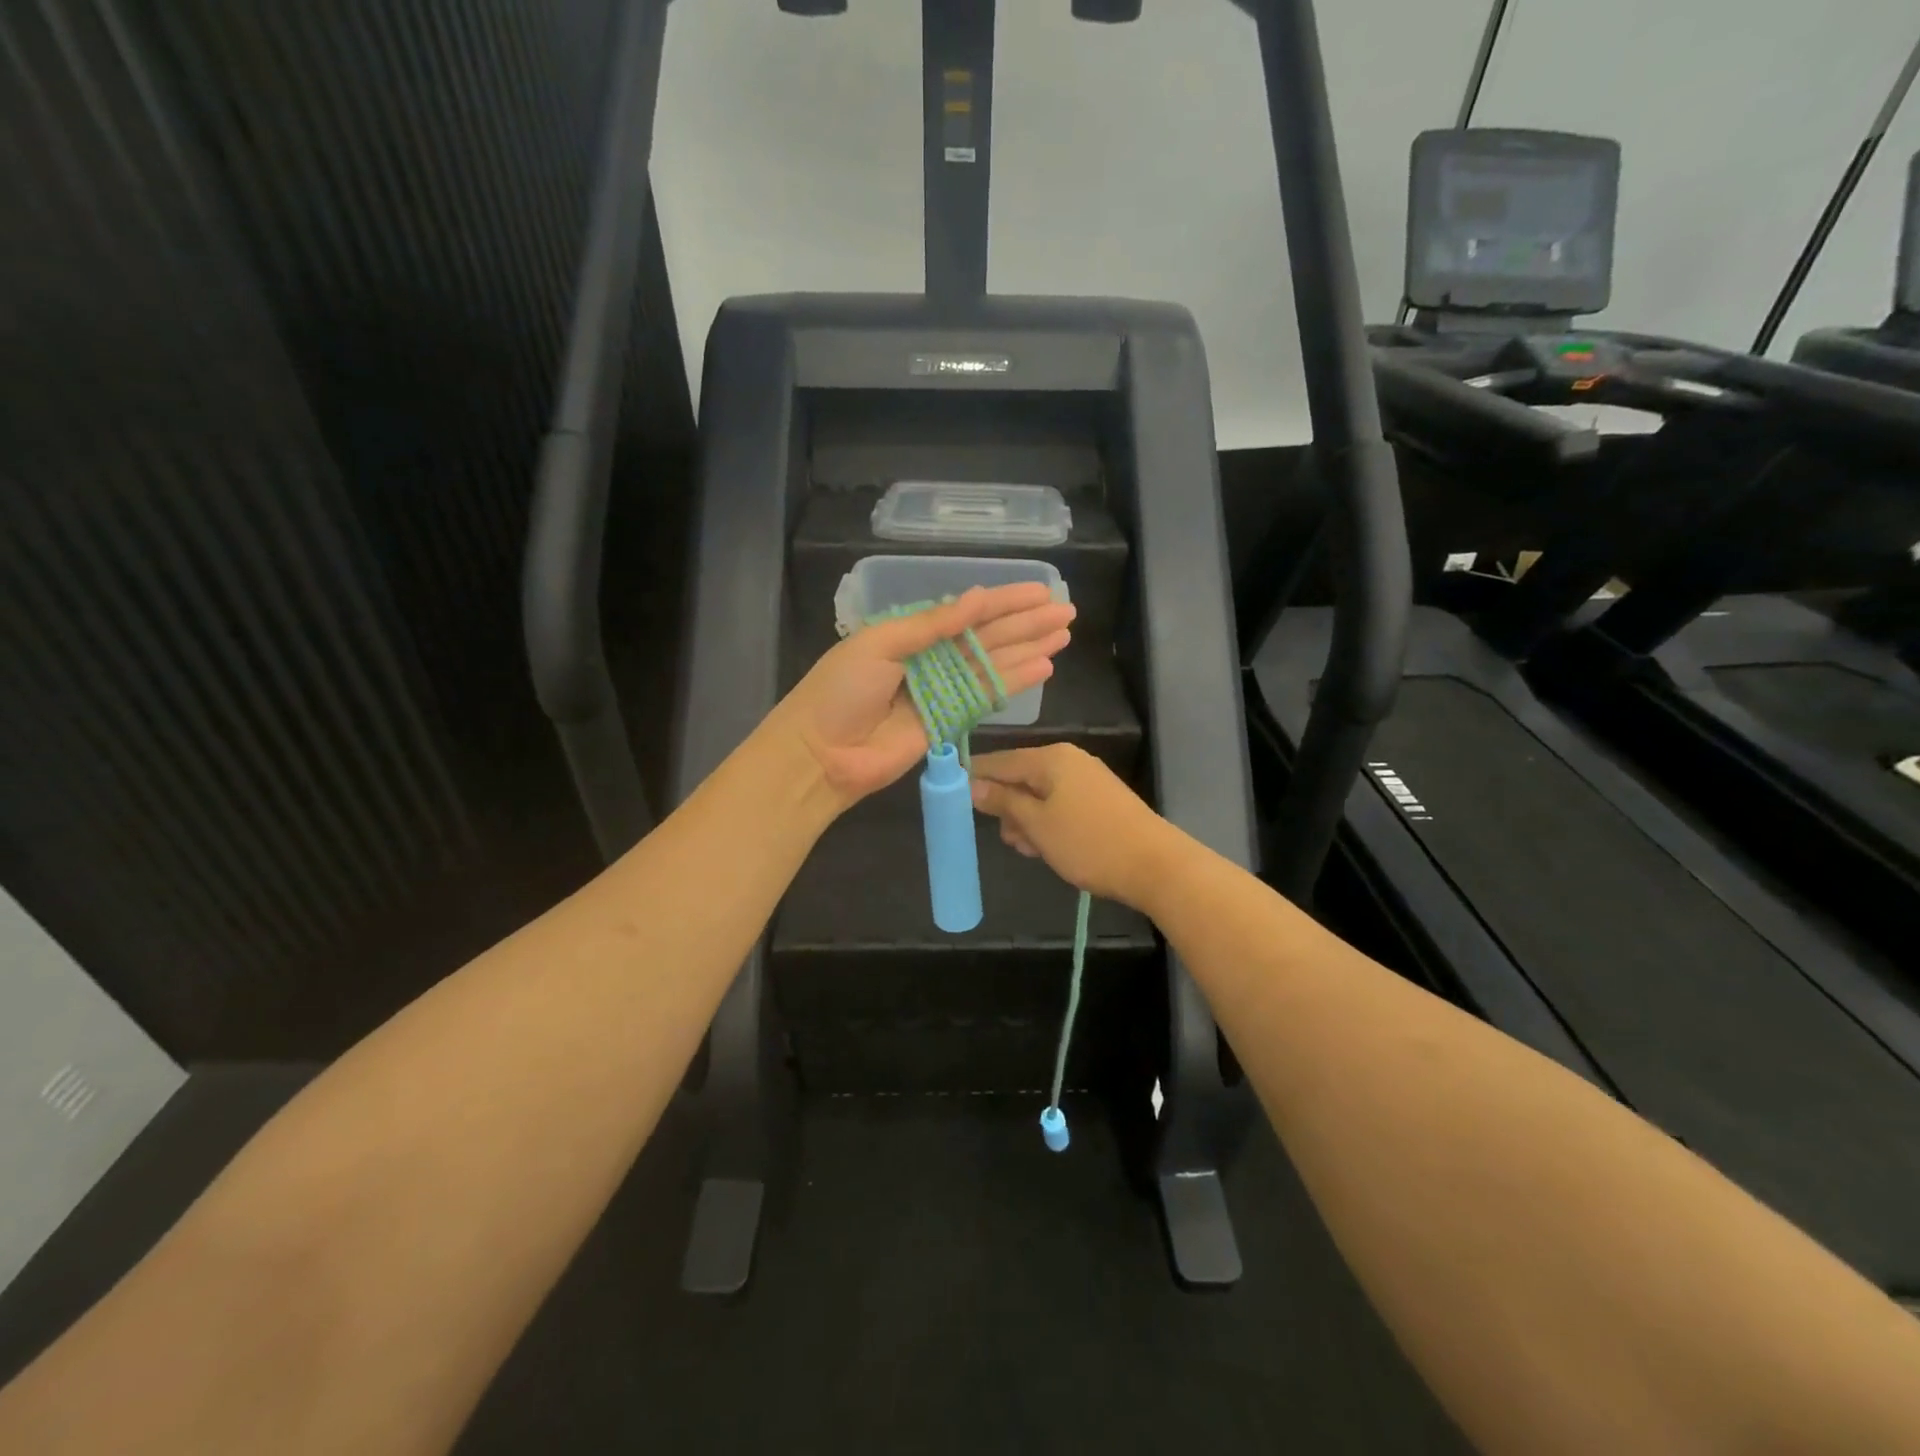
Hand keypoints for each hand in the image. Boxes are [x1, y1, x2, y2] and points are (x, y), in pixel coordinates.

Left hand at [777, 583, 1075, 811]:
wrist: (821, 753)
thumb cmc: (841, 691)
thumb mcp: (880, 643)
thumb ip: (931, 624)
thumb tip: (977, 598)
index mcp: (910, 633)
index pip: (966, 612)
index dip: (1004, 601)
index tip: (1040, 592)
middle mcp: (931, 659)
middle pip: (987, 637)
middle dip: (1026, 623)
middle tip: (1066, 611)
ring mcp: (942, 692)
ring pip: (994, 664)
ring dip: (1028, 649)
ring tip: (1063, 634)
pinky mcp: (949, 723)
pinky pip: (987, 697)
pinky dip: (1014, 682)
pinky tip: (1043, 667)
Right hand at [968, 744, 1185, 910]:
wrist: (1155, 865)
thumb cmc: (1088, 842)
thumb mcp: (1036, 824)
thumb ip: (1003, 801)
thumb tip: (972, 785)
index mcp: (1050, 758)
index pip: (999, 761)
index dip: (974, 777)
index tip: (952, 797)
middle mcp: (1069, 760)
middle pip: (1020, 777)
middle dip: (1007, 807)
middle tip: (1008, 838)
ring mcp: (1087, 779)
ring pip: (1040, 794)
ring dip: (1027, 820)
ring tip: (1031, 850)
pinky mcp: (1100, 800)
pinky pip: (1060, 804)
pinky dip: (1048, 823)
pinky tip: (1049, 848)